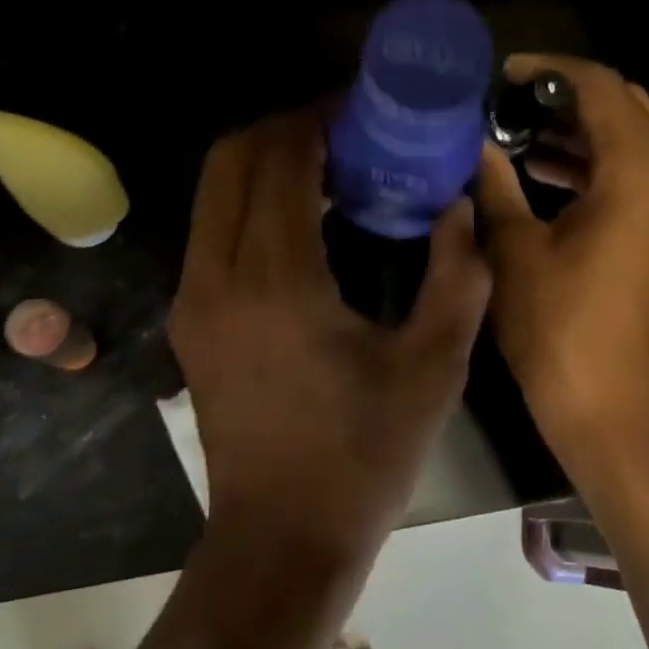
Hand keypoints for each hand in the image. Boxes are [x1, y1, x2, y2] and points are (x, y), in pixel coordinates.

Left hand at [169, 109, 491, 562]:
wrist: (281, 540)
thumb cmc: (364, 457)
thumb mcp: (433, 367)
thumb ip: (457, 275)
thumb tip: (459, 207)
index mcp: (277, 281)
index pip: (282, 159)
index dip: (320, 118)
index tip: (363, 108)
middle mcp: (218, 276)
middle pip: (230, 157)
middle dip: (284, 127)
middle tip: (344, 131)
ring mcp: (193, 299)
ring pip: (213, 191)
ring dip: (263, 162)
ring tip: (326, 169)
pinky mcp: (189, 321)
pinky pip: (212, 229)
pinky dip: (248, 201)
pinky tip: (300, 222)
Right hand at [474, 54, 648, 462]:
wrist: (621, 413)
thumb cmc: (562, 330)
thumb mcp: (516, 251)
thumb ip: (496, 186)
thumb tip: (477, 148)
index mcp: (643, 171)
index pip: (600, 87)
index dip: (549, 71)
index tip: (504, 75)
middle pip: (628, 108)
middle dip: (569, 99)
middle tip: (513, 105)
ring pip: (640, 143)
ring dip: (586, 135)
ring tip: (525, 140)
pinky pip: (648, 179)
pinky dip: (605, 168)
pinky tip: (554, 180)